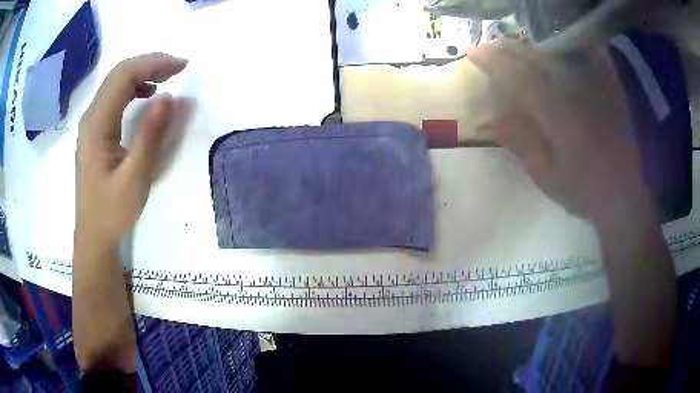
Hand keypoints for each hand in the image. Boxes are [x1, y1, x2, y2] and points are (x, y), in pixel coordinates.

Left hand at [75, 53, 186, 249]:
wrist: (93, 235)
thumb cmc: (112, 212)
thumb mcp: (134, 178)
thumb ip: (149, 136)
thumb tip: (168, 98)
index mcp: (97, 125)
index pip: (124, 76)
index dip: (154, 63)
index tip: (182, 66)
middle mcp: (91, 117)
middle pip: (119, 74)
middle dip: (150, 63)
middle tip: (179, 68)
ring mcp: (91, 124)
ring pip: (116, 83)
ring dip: (142, 73)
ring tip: (167, 77)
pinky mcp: (95, 131)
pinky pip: (114, 97)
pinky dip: (133, 88)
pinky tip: (146, 95)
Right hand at [466, 41, 655, 227]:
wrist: (626, 195)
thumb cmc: (585, 191)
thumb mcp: (547, 176)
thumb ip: (520, 143)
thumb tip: (490, 118)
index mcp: (559, 114)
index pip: (519, 75)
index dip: (493, 61)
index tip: (471, 53)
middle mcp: (575, 91)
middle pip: (535, 57)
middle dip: (507, 49)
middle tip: (486, 48)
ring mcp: (592, 86)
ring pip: (553, 54)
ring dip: (527, 49)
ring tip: (509, 49)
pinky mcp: (605, 86)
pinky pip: (578, 56)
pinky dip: (557, 51)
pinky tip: (547, 53)